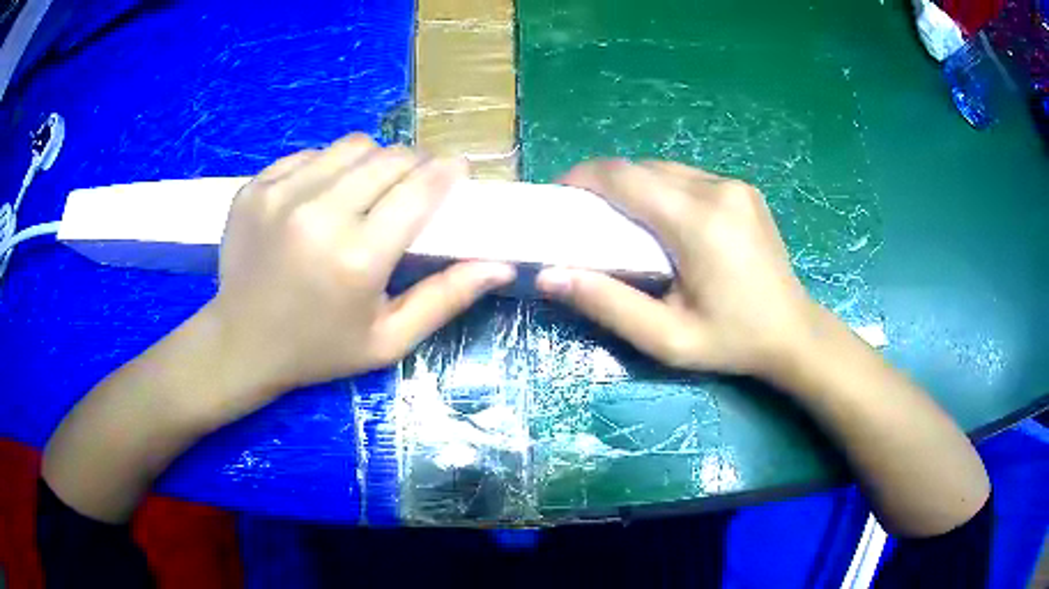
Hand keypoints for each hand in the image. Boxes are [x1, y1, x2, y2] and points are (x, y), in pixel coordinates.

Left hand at [205, 134, 514, 408]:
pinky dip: (329, 167)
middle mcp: (318, 214)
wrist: (241, 343)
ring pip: (351, 146)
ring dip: (373, 160)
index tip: (457, 170)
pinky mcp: (255, 186)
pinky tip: (324, 196)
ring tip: (370, 188)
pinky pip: (310, 154)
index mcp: (357, 258)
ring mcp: (279, 194)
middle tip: (416, 184)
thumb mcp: (388, 340)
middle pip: (389, 157)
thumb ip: (445, 299)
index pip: (419, 188)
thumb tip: (500, 265)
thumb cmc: (318, 349)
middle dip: (414, 164)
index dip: (447, 171)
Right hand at [537, 160, 817, 381]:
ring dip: (635, 187)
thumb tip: (548, 276)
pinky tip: (663, 221)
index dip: (583, 178)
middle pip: (642, 168)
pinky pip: (689, 178)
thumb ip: (608, 305)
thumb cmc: (732, 341)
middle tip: (585, 217)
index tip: (558, 196)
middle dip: (605, 185)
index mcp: (698, 222)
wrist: (794, 333)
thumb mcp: (666, 338)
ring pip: (665, 169)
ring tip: (621, 220)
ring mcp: (735, 185)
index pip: (624, 177)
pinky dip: (663, 191)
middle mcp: (718, 189)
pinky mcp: (744, 190)